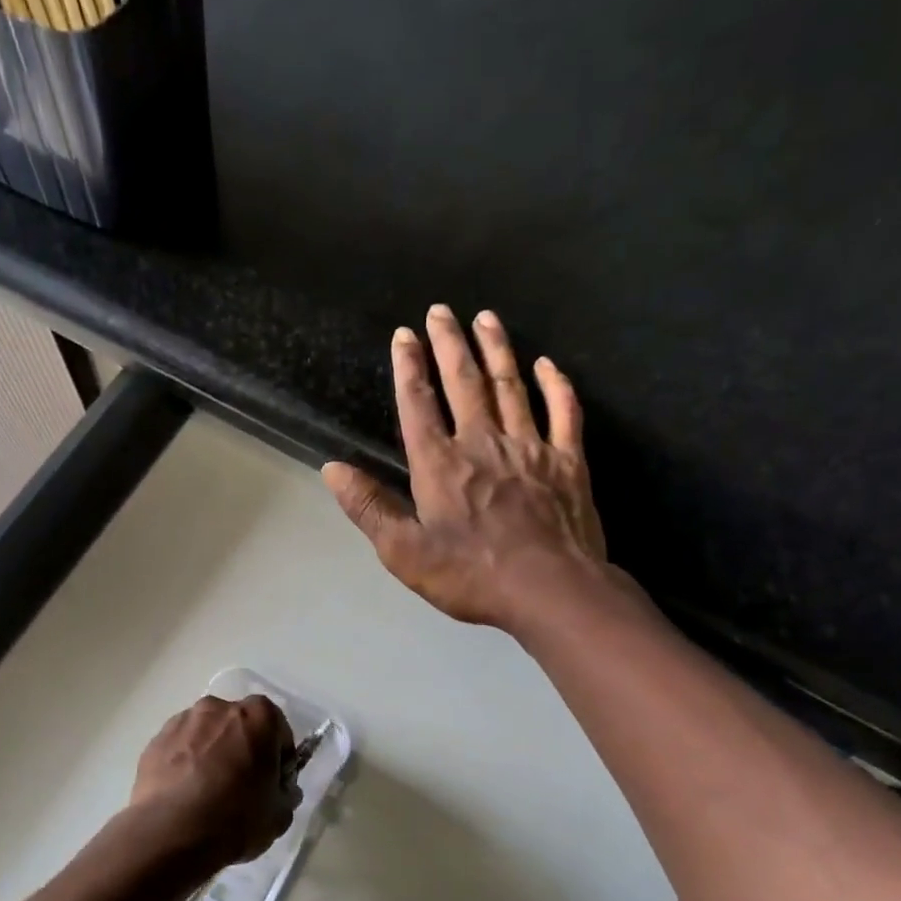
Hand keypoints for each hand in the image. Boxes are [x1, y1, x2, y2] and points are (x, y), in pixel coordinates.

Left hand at [127, 694, 300, 870]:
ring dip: (210, 752)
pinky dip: (184, 762)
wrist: (171, 833)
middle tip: (240, 784)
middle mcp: (219, 707)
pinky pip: (179, 748)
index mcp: (258, 716)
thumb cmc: (236, 818)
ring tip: (206, 791)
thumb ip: (285, 793)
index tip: (273, 779)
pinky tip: (183, 794)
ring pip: (205, 733)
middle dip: (242, 747)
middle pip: (238, 724)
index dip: (278, 754)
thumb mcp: (279, 814)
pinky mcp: (155, 741)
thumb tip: (279, 788)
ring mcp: (183, 721)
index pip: (277, 727)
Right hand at [323, 305, 635, 635]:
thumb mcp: (404, 552)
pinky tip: (548, 365)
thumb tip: (332, 468)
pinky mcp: (568, 462)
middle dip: (450, 343)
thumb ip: (369, 507)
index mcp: (440, 464)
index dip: (409, 367)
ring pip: (511, 386)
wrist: (550, 591)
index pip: (419, 404)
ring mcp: (530, 448)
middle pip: (465, 382)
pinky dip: (556, 386)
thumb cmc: (471, 575)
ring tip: (486, 318)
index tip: (404, 334)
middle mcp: (483, 442)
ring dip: (497, 349)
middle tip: (442, 310)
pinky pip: (564, 413)